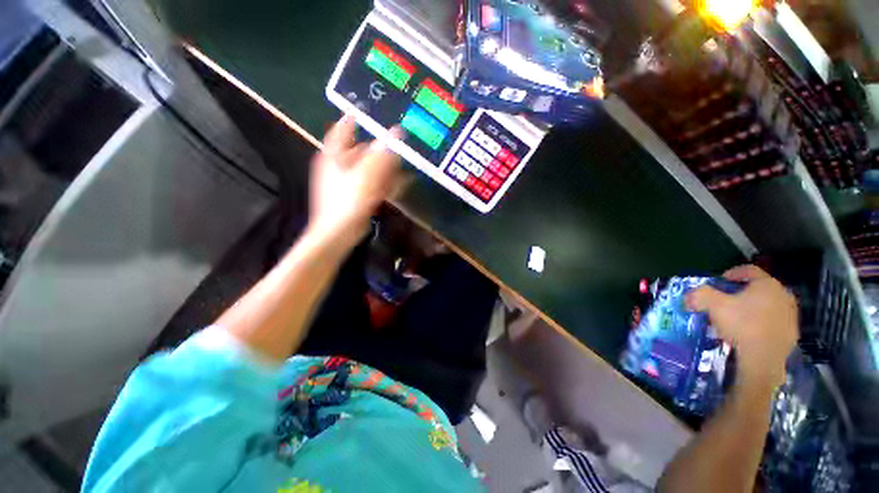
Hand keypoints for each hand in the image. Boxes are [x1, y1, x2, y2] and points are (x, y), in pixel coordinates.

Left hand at [308, 115, 402, 247]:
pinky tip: (400, 182)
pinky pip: (372, 182)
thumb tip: (397, 133)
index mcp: (334, 154)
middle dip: (382, 148)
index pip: (345, 127)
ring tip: (405, 165)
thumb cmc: (348, 200)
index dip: (357, 117)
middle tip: (401, 144)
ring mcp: (347, 180)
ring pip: (370, 167)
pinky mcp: (355, 194)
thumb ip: (382, 153)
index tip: (374, 111)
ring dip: (387, 166)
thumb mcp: (366, 174)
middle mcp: (339, 164)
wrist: (339, 232)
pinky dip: (385, 181)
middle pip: (362, 149)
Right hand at [686, 265, 798, 389]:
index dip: (732, 273)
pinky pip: (773, 322)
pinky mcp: (791, 333)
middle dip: (742, 292)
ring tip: (737, 317)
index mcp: (767, 284)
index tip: (719, 280)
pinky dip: (761, 323)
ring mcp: (790, 316)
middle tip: (727, 300)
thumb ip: (700, 294)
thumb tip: (690, 295)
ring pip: (768, 305)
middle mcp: (783, 295)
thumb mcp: (713, 305)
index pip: (749, 270)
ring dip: (753, 308)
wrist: (763, 359)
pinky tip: (748, 332)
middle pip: (759, 288)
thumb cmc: (741, 324)